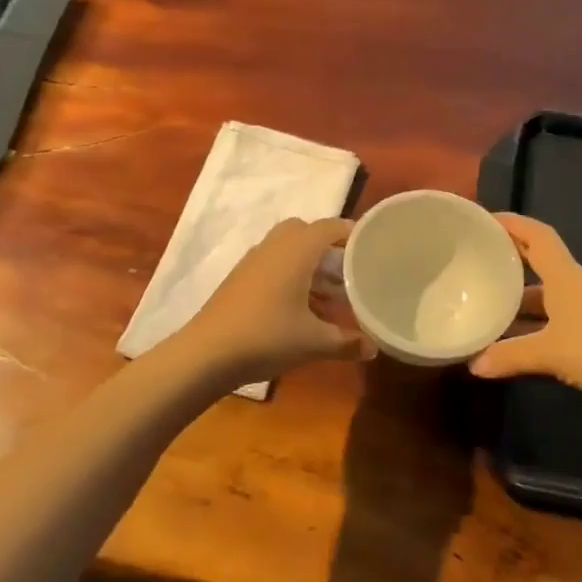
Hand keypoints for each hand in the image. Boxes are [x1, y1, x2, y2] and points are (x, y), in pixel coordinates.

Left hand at [175, 217, 371, 386]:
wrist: (206, 354)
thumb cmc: (266, 338)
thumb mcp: (313, 342)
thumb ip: (347, 342)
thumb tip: (375, 348)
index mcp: (296, 251)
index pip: (329, 227)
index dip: (352, 233)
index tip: (373, 245)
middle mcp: (274, 247)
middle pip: (306, 232)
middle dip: (328, 246)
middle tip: (348, 270)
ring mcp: (253, 262)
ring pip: (287, 249)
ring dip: (309, 263)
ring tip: (330, 294)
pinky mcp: (239, 279)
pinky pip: (273, 264)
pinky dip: (291, 275)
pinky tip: (300, 307)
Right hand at [468, 213, 581, 409]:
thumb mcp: (551, 352)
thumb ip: (511, 355)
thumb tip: (473, 364)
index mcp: (564, 277)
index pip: (537, 236)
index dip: (513, 224)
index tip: (484, 221)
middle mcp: (573, 288)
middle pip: (537, 265)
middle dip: (508, 263)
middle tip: (474, 265)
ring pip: (543, 299)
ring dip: (516, 303)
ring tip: (484, 308)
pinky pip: (552, 324)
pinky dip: (531, 330)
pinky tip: (512, 345)